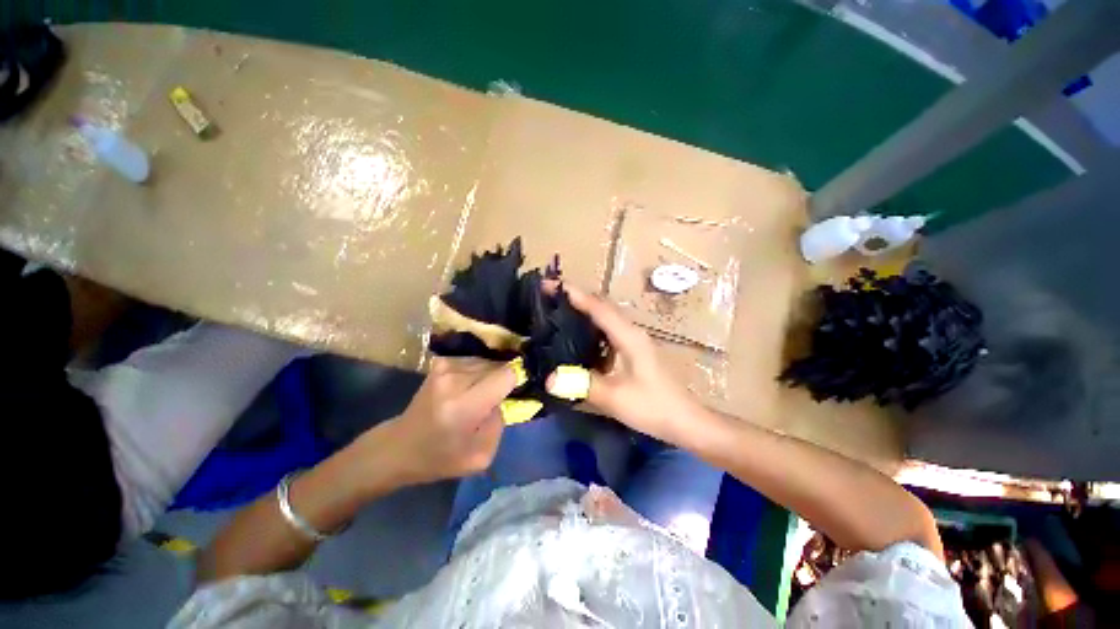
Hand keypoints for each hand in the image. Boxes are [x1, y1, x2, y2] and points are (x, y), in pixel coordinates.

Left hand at [376, 357, 517, 484]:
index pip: (506, 375)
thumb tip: (504, 401)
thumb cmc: (441, 459)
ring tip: (482, 398)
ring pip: (484, 362)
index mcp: (464, 406)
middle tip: (498, 402)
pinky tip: (470, 390)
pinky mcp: (438, 364)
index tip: (518, 395)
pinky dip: (475, 373)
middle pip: (495, 366)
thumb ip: (498, 426)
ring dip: (488, 377)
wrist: (402, 446)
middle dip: (502, 381)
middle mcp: (453, 380)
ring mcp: (443, 368)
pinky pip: (470, 362)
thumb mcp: (481, 457)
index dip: (516, 383)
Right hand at [550, 285, 700, 444]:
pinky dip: (591, 336)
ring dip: (582, 318)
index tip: (546, 284)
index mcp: (629, 336)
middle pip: (601, 309)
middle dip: (574, 301)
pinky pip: (609, 338)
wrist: (685, 422)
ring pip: (605, 323)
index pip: (597, 307)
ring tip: (555, 321)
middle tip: (545, 302)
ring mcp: (636, 345)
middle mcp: (632, 334)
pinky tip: (576, 349)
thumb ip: (582, 385)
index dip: (572, 294)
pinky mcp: (636, 358)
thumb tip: (549, 378)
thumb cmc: (653, 406)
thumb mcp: (615, 398)